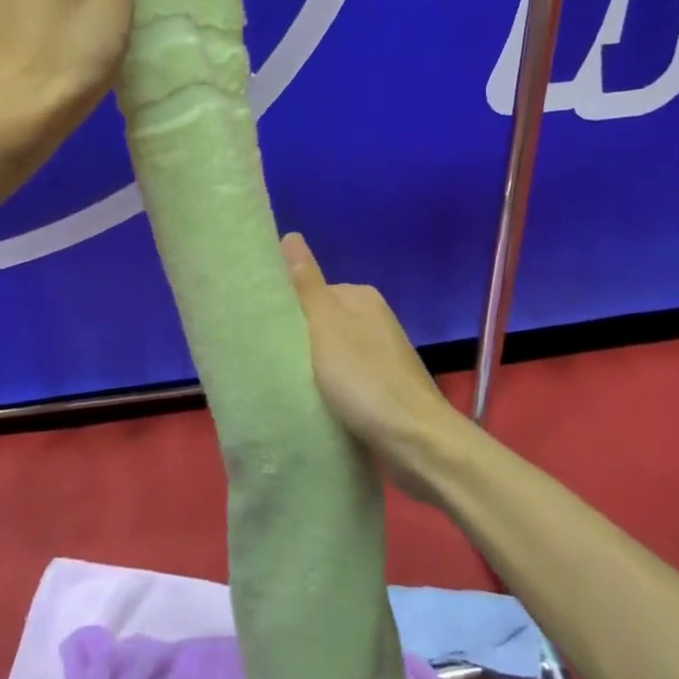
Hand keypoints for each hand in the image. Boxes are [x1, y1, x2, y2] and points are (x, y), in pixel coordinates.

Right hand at [281, 232, 460, 498]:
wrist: (416, 443)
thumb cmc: (366, 380)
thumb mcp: (326, 327)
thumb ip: (307, 285)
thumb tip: (290, 235)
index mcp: (361, 298)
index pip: (310, 292)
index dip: (286, 311)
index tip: (263, 334)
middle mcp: (374, 320)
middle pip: (320, 324)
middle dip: (298, 343)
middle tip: (270, 364)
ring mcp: (381, 355)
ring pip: (331, 355)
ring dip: (311, 370)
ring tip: (287, 387)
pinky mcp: (383, 389)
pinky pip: (345, 381)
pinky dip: (329, 390)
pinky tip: (314, 405)